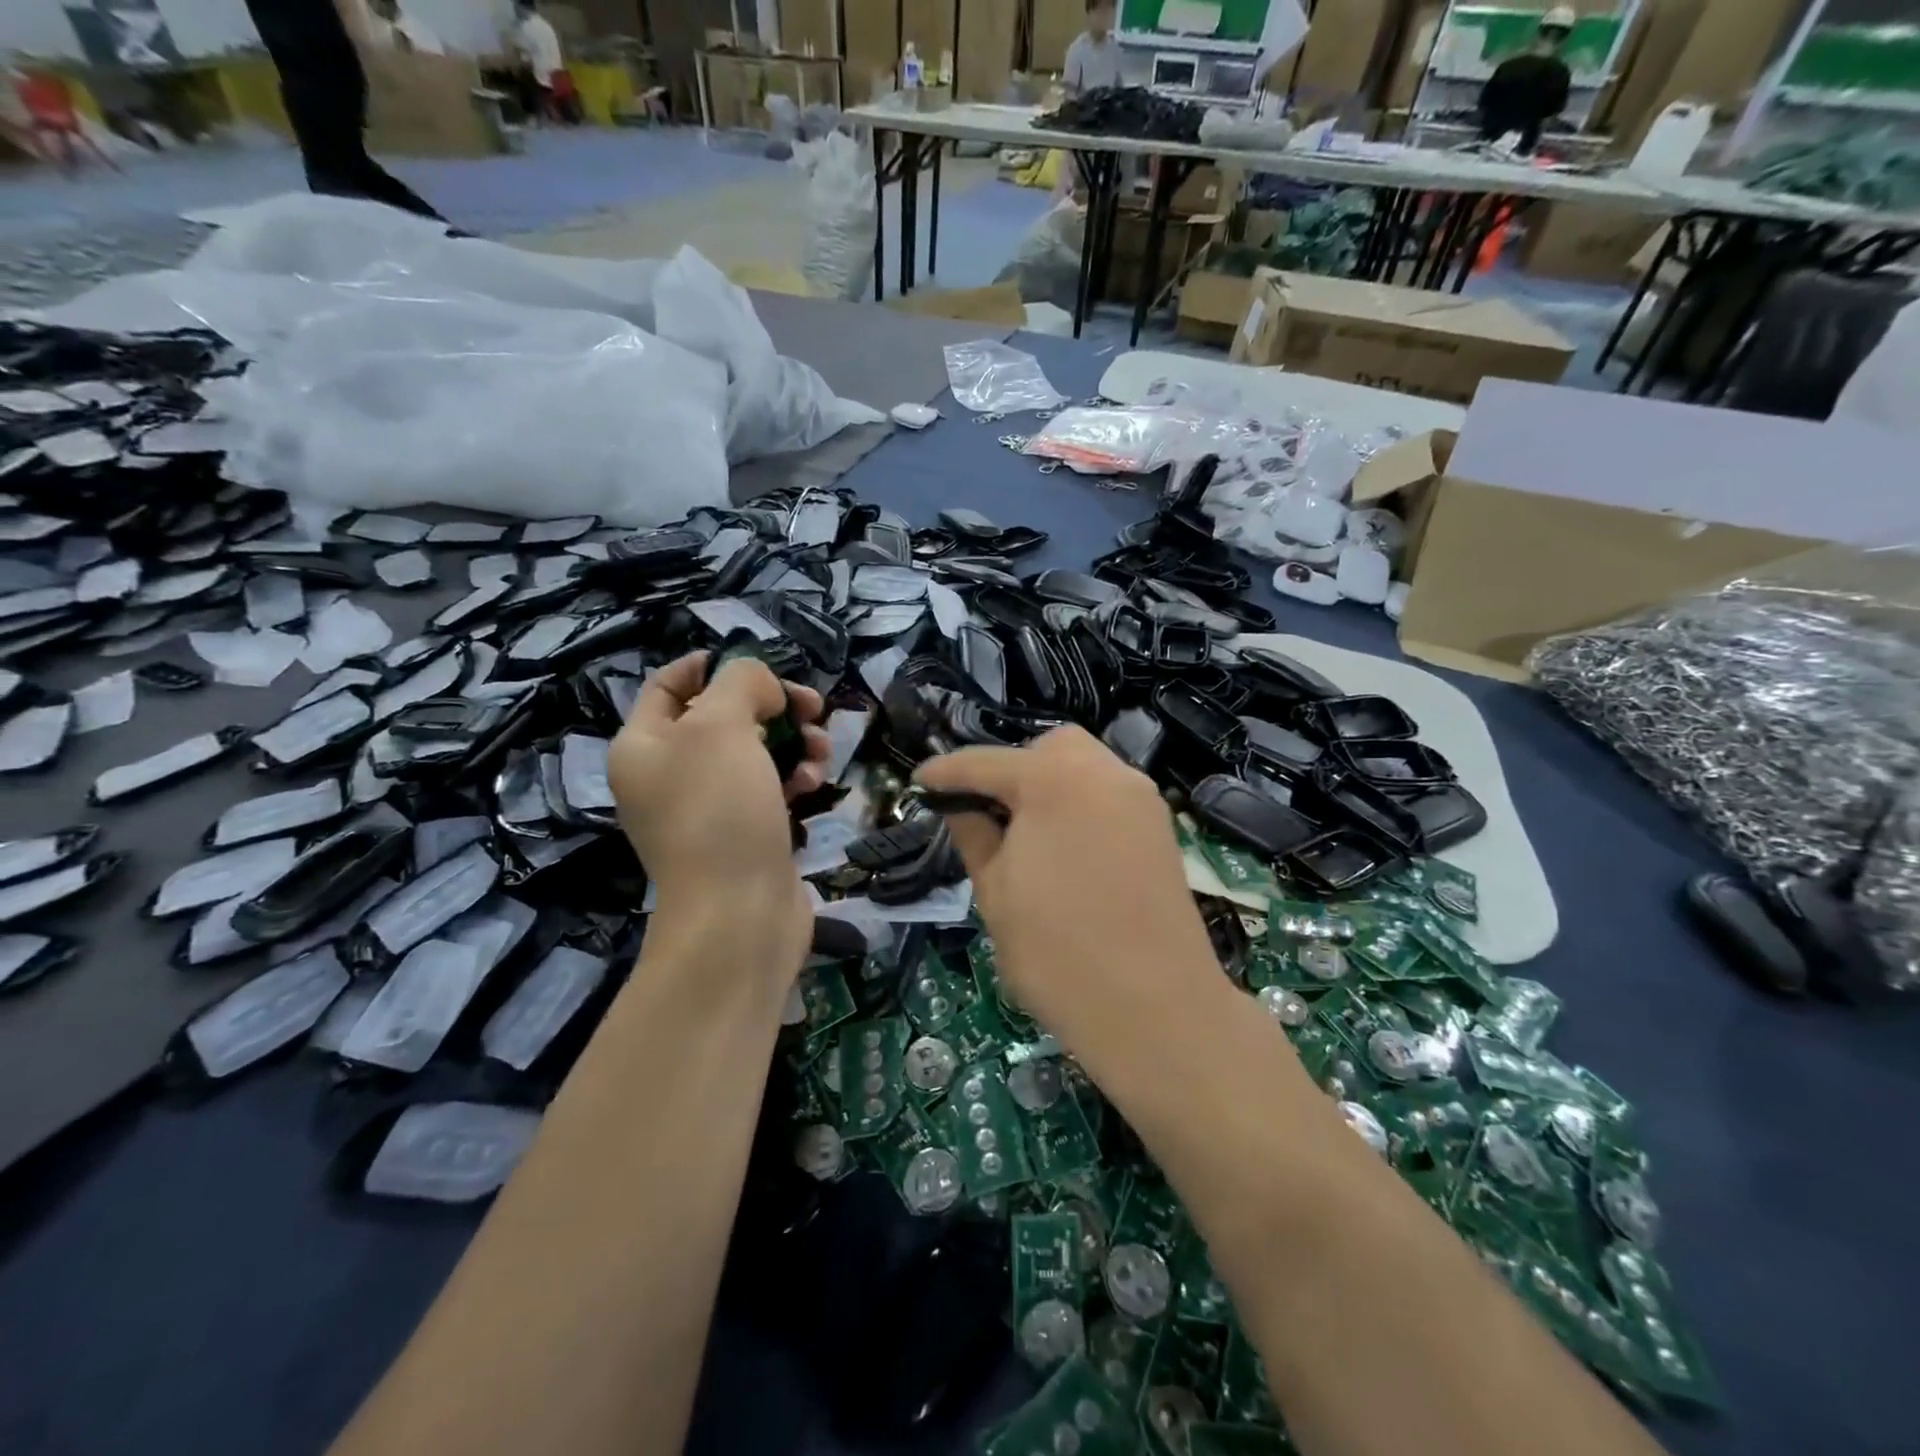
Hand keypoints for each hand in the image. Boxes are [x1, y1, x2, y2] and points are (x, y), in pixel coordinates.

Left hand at [610, 652, 829, 974]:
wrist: (740, 914)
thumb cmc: (719, 810)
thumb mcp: (720, 725)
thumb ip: (740, 683)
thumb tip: (762, 687)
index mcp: (643, 745)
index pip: (669, 685)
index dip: (710, 665)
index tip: (759, 663)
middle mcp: (669, 774)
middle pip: (723, 716)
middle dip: (771, 705)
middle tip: (810, 706)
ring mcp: (708, 807)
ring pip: (756, 750)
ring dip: (793, 740)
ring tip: (820, 749)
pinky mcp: (745, 831)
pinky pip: (770, 786)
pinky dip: (794, 777)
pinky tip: (813, 784)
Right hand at [915, 727, 1223, 1065]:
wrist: (1155, 1010)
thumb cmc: (1057, 952)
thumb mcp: (994, 892)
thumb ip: (974, 834)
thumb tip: (958, 805)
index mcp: (1054, 779)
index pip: (986, 763)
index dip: (946, 773)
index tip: (920, 783)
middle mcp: (1104, 772)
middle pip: (1047, 749)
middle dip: (1011, 769)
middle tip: (988, 814)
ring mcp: (1140, 798)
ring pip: (1084, 767)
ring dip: (1048, 786)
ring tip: (1026, 834)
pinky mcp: (1161, 828)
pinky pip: (1109, 796)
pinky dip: (1080, 805)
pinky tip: (1065, 849)